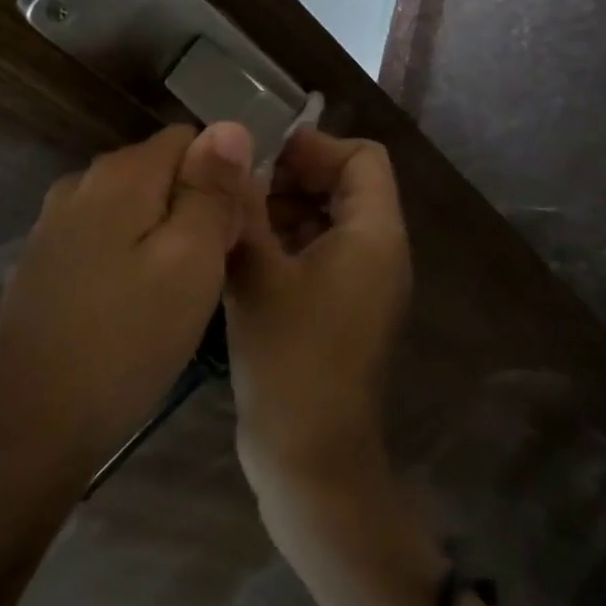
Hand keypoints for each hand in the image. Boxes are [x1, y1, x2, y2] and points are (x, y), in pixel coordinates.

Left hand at [0, 122, 255, 478]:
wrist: (34, 421)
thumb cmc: (128, 339)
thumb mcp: (191, 261)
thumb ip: (211, 189)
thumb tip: (229, 126)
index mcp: (120, 173)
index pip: (190, 139)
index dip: (222, 176)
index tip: (233, 229)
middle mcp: (81, 183)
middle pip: (159, 172)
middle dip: (192, 207)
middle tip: (210, 270)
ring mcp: (53, 223)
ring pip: (131, 208)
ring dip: (161, 235)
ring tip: (176, 294)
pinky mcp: (42, 262)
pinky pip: (102, 238)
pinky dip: (126, 257)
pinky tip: (131, 307)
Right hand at [225, 130, 412, 517]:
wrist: (311, 460)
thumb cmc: (289, 359)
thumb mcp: (257, 273)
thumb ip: (244, 203)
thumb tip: (227, 145)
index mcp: (374, 235)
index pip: (362, 156)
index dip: (313, 147)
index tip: (258, 160)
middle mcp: (378, 251)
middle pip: (345, 184)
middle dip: (290, 177)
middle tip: (236, 191)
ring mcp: (361, 283)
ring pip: (326, 218)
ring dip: (282, 210)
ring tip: (231, 222)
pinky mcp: (341, 308)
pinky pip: (318, 252)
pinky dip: (284, 242)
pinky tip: (240, 255)